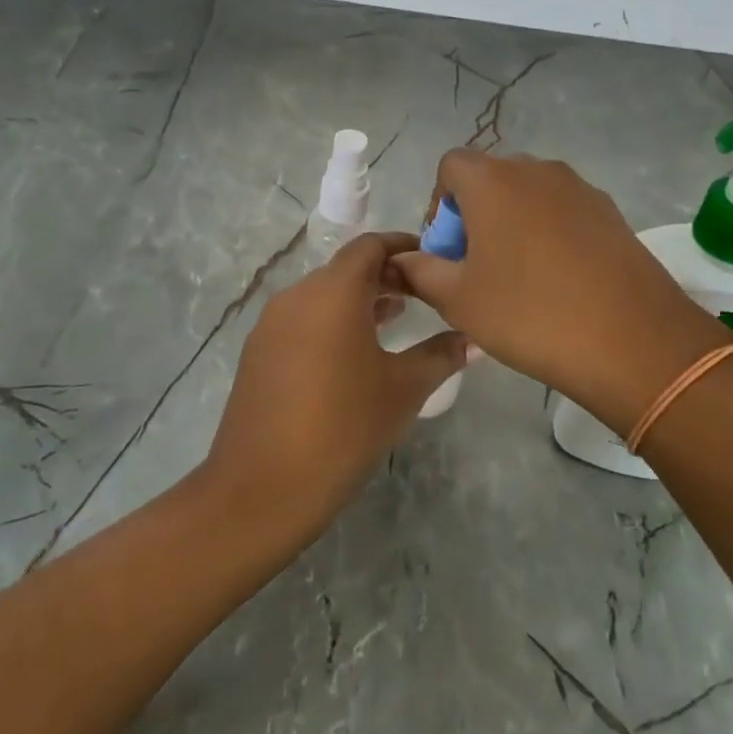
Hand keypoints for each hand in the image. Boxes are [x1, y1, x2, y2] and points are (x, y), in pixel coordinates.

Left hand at [197, 232, 467, 549]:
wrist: (263, 487)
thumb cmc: (344, 427)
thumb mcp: (403, 389)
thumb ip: (441, 355)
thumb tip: (474, 339)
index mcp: (333, 292)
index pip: (370, 246)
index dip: (402, 246)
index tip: (431, 260)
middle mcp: (298, 295)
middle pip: (345, 268)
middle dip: (384, 275)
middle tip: (422, 294)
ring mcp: (272, 324)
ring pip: (322, 295)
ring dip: (358, 300)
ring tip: (395, 319)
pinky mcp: (258, 352)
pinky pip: (302, 320)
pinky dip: (332, 321)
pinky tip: (354, 354)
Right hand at [393, 151, 727, 433]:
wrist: (633, 340)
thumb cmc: (530, 314)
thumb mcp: (458, 299)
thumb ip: (420, 271)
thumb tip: (400, 260)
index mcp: (493, 181)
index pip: (451, 166)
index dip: (440, 205)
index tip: (448, 251)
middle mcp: (536, 170)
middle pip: (491, 178)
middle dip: (475, 215)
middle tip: (477, 268)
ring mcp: (579, 188)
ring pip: (529, 195)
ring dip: (512, 224)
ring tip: (519, 278)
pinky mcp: (611, 212)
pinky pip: (564, 211)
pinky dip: (549, 233)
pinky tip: (560, 281)